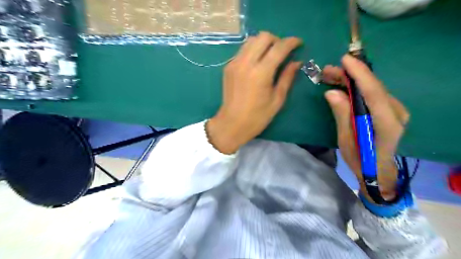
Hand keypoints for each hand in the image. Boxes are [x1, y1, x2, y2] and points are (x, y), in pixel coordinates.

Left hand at [206, 32, 302, 153]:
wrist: (231, 124)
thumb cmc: (257, 117)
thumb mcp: (277, 99)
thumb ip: (287, 78)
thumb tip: (296, 62)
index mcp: (261, 73)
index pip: (279, 47)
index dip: (291, 42)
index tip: (299, 43)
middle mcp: (246, 63)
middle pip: (263, 37)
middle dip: (277, 40)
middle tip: (283, 51)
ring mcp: (234, 63)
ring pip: (251, 40)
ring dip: (263, 43)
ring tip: (270, 55)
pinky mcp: (228, 67)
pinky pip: (243, 50)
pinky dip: (253, 50)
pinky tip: (257, 63)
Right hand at [322, 54, 408, 199]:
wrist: (378, 170)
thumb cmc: (360, 159)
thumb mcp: (346, 139)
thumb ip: (342, 114)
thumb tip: (331, 93)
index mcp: (386, 123)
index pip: (373, 92)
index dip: (359, 74)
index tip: (345, 60)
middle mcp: (396, 112)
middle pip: (373, 87)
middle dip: (351, 75)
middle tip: (328, 70)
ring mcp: (395, 110)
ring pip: (372, 88)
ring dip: (352, 80)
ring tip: (331, 75)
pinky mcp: (389, 110)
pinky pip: (372, 94)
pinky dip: (357, 87)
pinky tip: (343, 85)